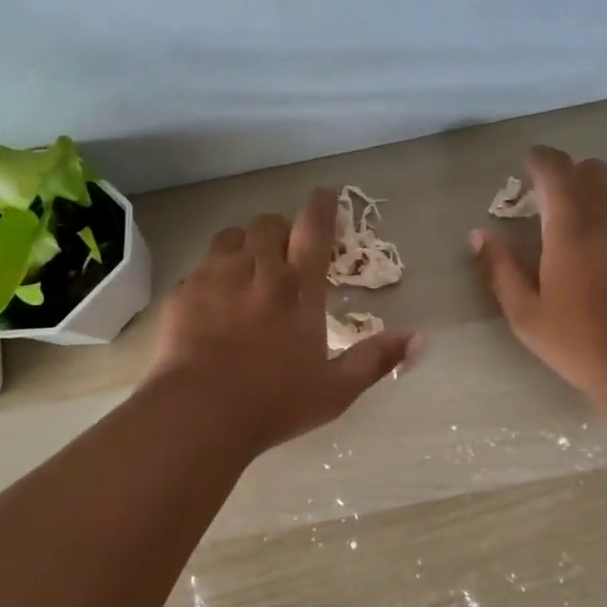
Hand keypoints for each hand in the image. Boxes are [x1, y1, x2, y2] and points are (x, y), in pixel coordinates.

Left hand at [144, 188, 420, 454]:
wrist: (200, 413)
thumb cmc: (274, 403)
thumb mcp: (335, 389)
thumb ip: (377, 359)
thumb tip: (421, 338)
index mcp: (299, 289)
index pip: (314, 229)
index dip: (321, 205)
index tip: (325, 194)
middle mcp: (259, 270)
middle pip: (269, 224)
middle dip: (280, 230)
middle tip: (283, 252)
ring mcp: (217, 276)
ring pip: (232, 235)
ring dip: (245, 243)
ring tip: (248, 266)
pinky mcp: (185, 290)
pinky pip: (202, 263)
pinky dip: (214, 268)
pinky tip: (215, 294)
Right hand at [472, 146, 606, 403]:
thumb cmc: (583, 344)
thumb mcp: (526, 314)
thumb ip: (499, 268)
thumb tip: (479, 234)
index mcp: (572, 224)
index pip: (555, 167)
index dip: (539, 160)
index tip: (528, 168)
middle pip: (593, 170)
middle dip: (570, 178)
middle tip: (556, 209)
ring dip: (602, 201)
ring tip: (592, 238)